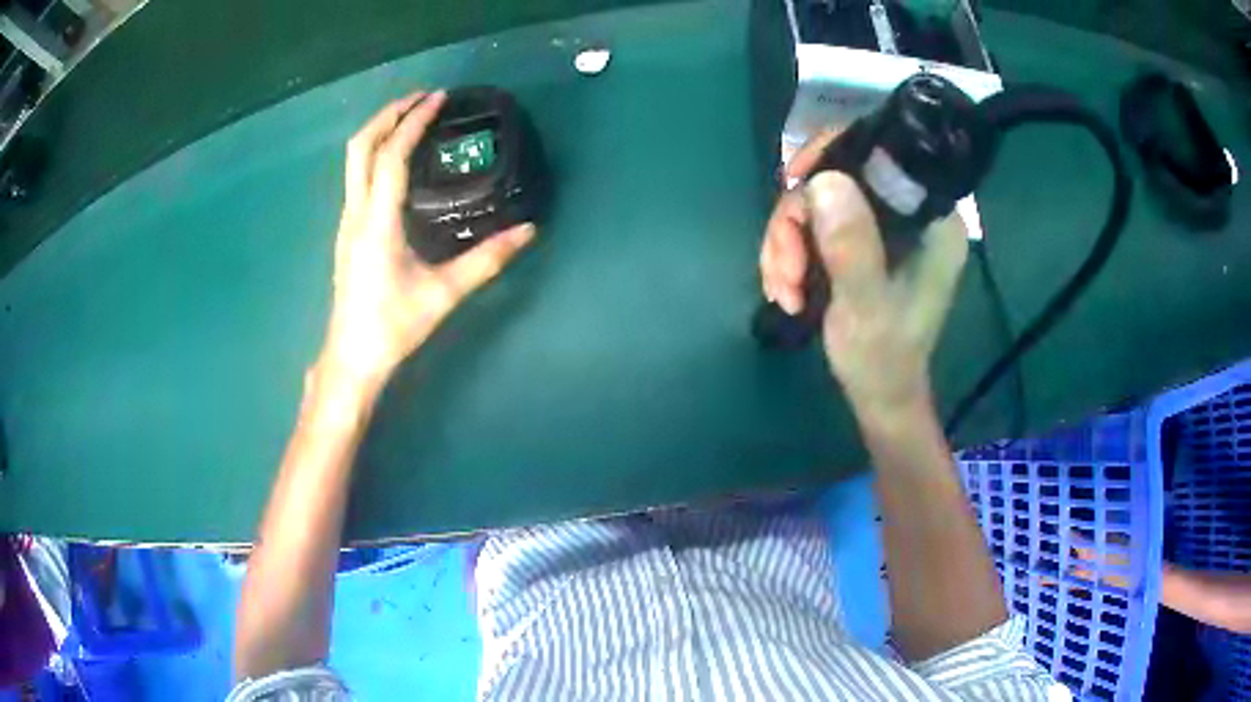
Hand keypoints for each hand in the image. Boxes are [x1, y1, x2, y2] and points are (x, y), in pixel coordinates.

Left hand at [320, 90, 535, 387]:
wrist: (351, 357)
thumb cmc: (392, 326)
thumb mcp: (443, 294)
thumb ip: (486, 260)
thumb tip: (528, 232)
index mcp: (377, 222)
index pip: (391, 156)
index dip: (413, 122)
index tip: (438, 99)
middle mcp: (356, 213)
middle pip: (361, 146)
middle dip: (389, 114)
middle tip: (423, 98)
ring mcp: (347, 221)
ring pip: (354, 160)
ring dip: (381, 130)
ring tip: (412, 117)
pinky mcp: (348, 230)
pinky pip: (357, 176)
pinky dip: (376, 152)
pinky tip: (398, 158)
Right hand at [759, 131, 967, 419]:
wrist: (877, 396)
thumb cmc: (883, 360)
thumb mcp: (866, 307)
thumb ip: (851, 246)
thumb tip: (823, 181)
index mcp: (931, 219)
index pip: (882, 152)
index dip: (831, 156)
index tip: (793, 184)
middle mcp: (909, 212)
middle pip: (837, 176)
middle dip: (796, 221)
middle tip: (784, 270)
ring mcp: (882, 226)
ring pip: (815, 202)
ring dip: (785, 244)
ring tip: (781, 290)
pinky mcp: (860, 241)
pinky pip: (810, 225)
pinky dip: (787, 254)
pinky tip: (782, 290)